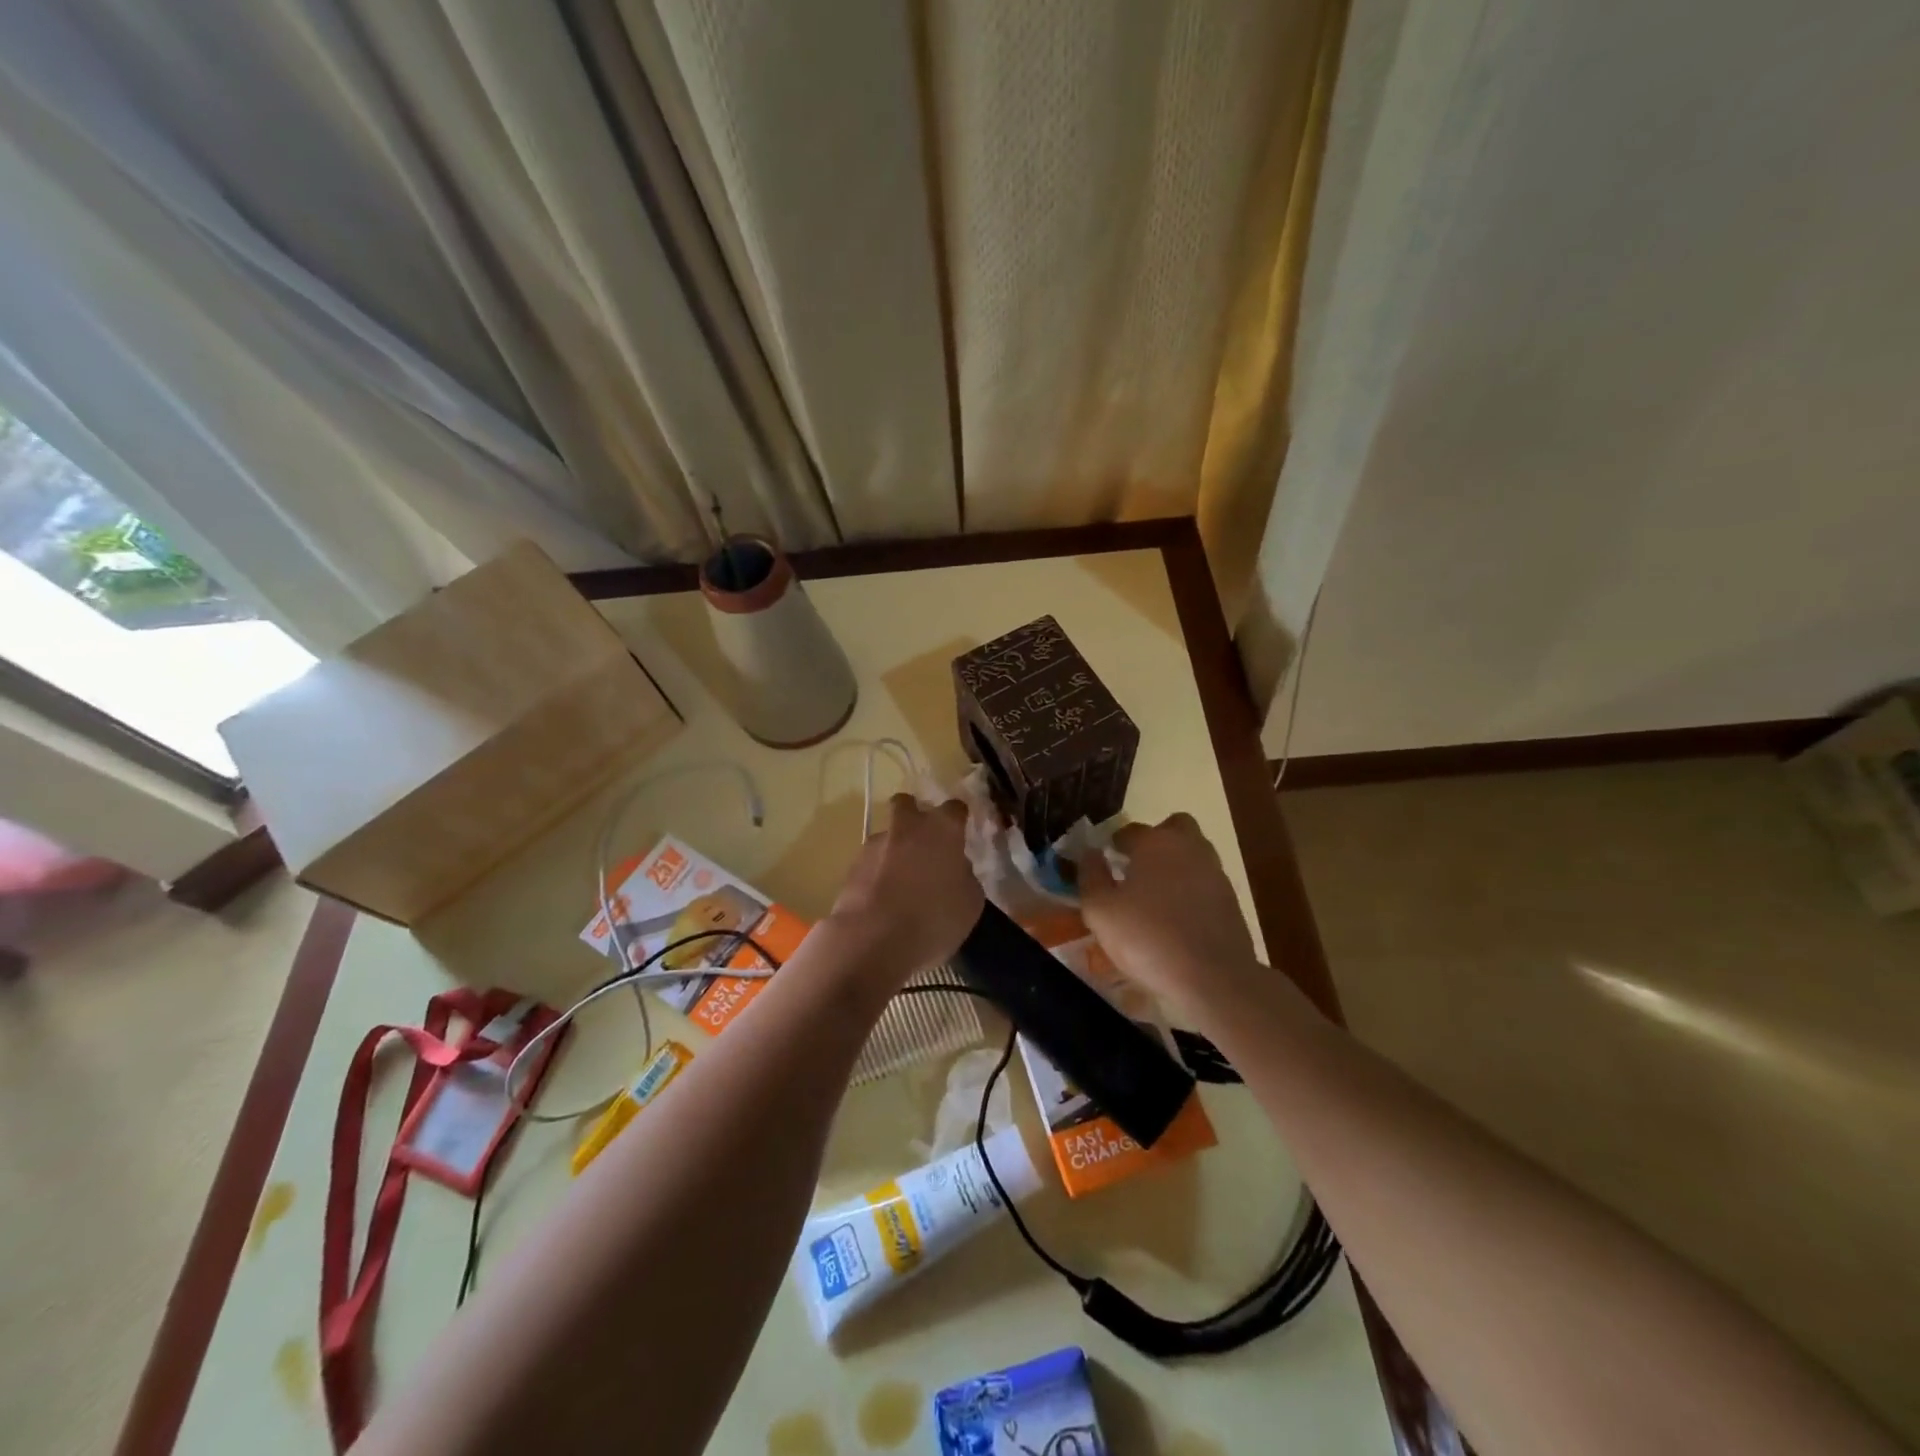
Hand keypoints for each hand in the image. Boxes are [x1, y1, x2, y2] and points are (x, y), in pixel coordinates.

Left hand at [826, 794, 981, 980]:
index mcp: (942, 829)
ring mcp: (875, 844)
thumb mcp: (970, 903)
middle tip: (923, 844)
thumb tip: (955, 869)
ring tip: (901, 884)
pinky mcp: (852, 866)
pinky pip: (871, 862)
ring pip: (887, 835)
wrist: (873, 939)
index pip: (954, 808)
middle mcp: (907, 827)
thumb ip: (964, 876)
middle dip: (914, 816)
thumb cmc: (934, 919)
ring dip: (894, 850)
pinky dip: (878, 874)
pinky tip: (883, 900)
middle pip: (907, 804)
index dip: (957, 819)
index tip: (960, 834)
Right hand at [1078, 813, 1259, 1018]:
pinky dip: (1191, 889)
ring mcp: (1214, 872)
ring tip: (1156, 895)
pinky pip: (1204, 881)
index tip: (1105, 861)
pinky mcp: (1231, 899)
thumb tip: (1090, 853)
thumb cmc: (1148, 937)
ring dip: (1175, 864)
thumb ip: (1091, 876)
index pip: (1130, 830)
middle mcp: (1188, 847)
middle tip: (1137, 867)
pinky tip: (1177, 916)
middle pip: (1174, 828)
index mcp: (1155, 843)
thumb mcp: (1100, 911)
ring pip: (1193, 853)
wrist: (1214, 977)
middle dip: (1155, 840)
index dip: (1114, 843)